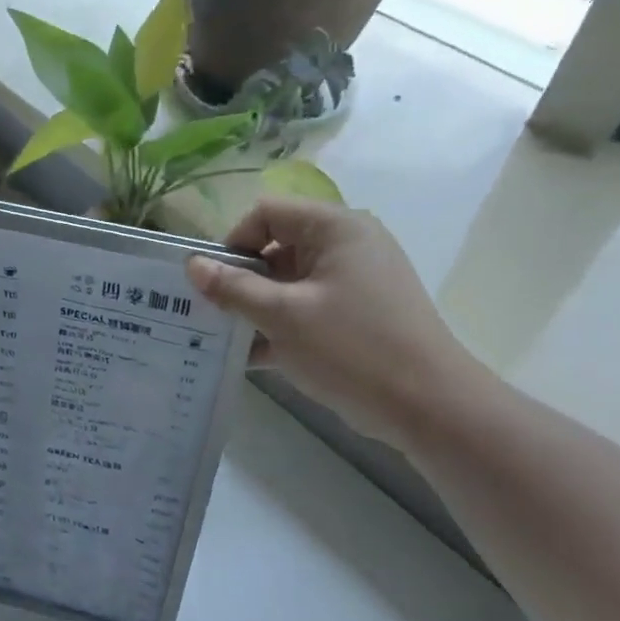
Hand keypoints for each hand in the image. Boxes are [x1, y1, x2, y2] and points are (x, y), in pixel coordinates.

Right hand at [186, 198, 484, 447]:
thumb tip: (191, 265)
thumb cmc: (351, 348)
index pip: (267, 214)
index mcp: (335, 228)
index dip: (233, 244)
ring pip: (289, 284)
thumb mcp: (283, 316)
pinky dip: (281, 327)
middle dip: (241, 281)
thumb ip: (233, 289)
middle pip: (276, 248)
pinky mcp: (358, 316)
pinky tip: (253, 358)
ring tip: (226, 340)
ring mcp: (355, 283)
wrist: (428, 406)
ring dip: (257, 309)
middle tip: (212, 315)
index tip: (213, 284)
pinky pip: (308, 309)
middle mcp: (347, 246)